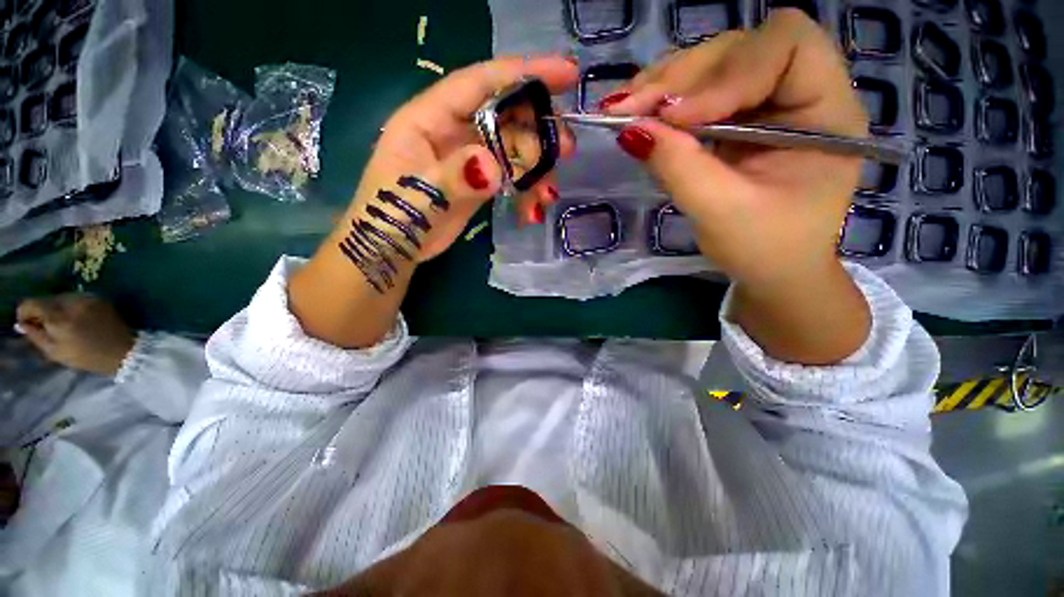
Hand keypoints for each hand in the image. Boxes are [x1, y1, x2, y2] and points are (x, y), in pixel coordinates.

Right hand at [15, 294, 134, 375]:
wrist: (123, 350)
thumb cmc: (86, 356)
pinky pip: (77, 298)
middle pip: (46, 299)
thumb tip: (21, 324)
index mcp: (58, 318)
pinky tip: (78, 319)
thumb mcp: (55, 352)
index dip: (25, 313)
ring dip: (57, 307)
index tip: (27, 323)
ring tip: (63, 323)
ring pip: (61, 297)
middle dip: (42, 310)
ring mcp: (86, 298)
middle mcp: (71, 303)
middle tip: (46, 325)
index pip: (31, 303)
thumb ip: (35, 335)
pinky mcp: (98, 298)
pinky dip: (72, 306)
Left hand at [290, 56, 577, 347]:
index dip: (522, 73)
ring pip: (513, 147)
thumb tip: (494, 168)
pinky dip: (527, 189)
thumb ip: (452, 176)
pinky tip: (532, 208)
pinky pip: (511, 175)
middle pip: (505, 114)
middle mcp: (453, 130)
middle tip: (565, 149)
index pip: (479, 82)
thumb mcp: (415, 195)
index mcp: (429, 117)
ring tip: (547, 192)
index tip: (565, 73)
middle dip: (538, 128)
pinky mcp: (479, 181)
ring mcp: (468, 157)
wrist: (394, 248)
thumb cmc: (392, 217)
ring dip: (537, 166)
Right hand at [602, 10, 870, 363]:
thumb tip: (630, 130)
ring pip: (714, 65)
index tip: (676, 117)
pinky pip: (699, 93)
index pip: (786, 46)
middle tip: (630, 107)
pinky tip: (639, 115)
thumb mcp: (721, 212)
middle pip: (740, 48)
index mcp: (827, 111)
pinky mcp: (737, 119)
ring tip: (625, 108)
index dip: (727, 73)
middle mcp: (800, 91)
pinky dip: (664, 102)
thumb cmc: (764, 250)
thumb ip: (679, 167)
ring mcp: (765, 103)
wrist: (773, 271)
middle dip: (682, 77)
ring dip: (665, 85)